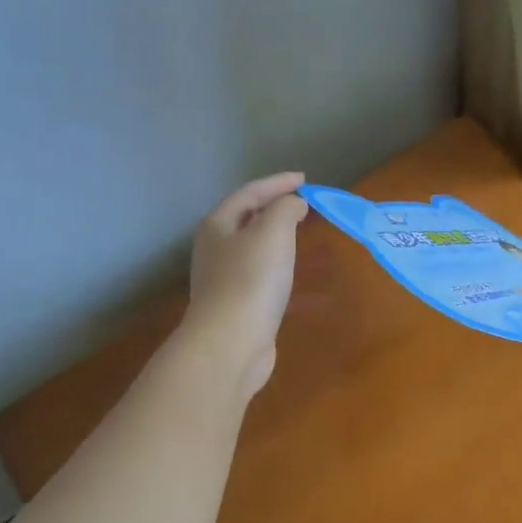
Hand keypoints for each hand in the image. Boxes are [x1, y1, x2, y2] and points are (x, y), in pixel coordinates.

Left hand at [183, 172, 308, 397]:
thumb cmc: (251, 280)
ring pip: (255, 248)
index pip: (250, 193)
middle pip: (247, 218)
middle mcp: (216, 248)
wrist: (231, 343)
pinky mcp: (238, 305)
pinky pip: (263, 275)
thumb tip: (294, 204)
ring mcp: (225, 279)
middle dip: (274, 208)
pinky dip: (281, 266)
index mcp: (218, 225)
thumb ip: (285, 209)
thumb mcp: (273, 232)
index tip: (305, 179)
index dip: (278, 182)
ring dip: (278, 238)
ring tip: (303, 234)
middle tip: (304, 204)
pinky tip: (297, 275)